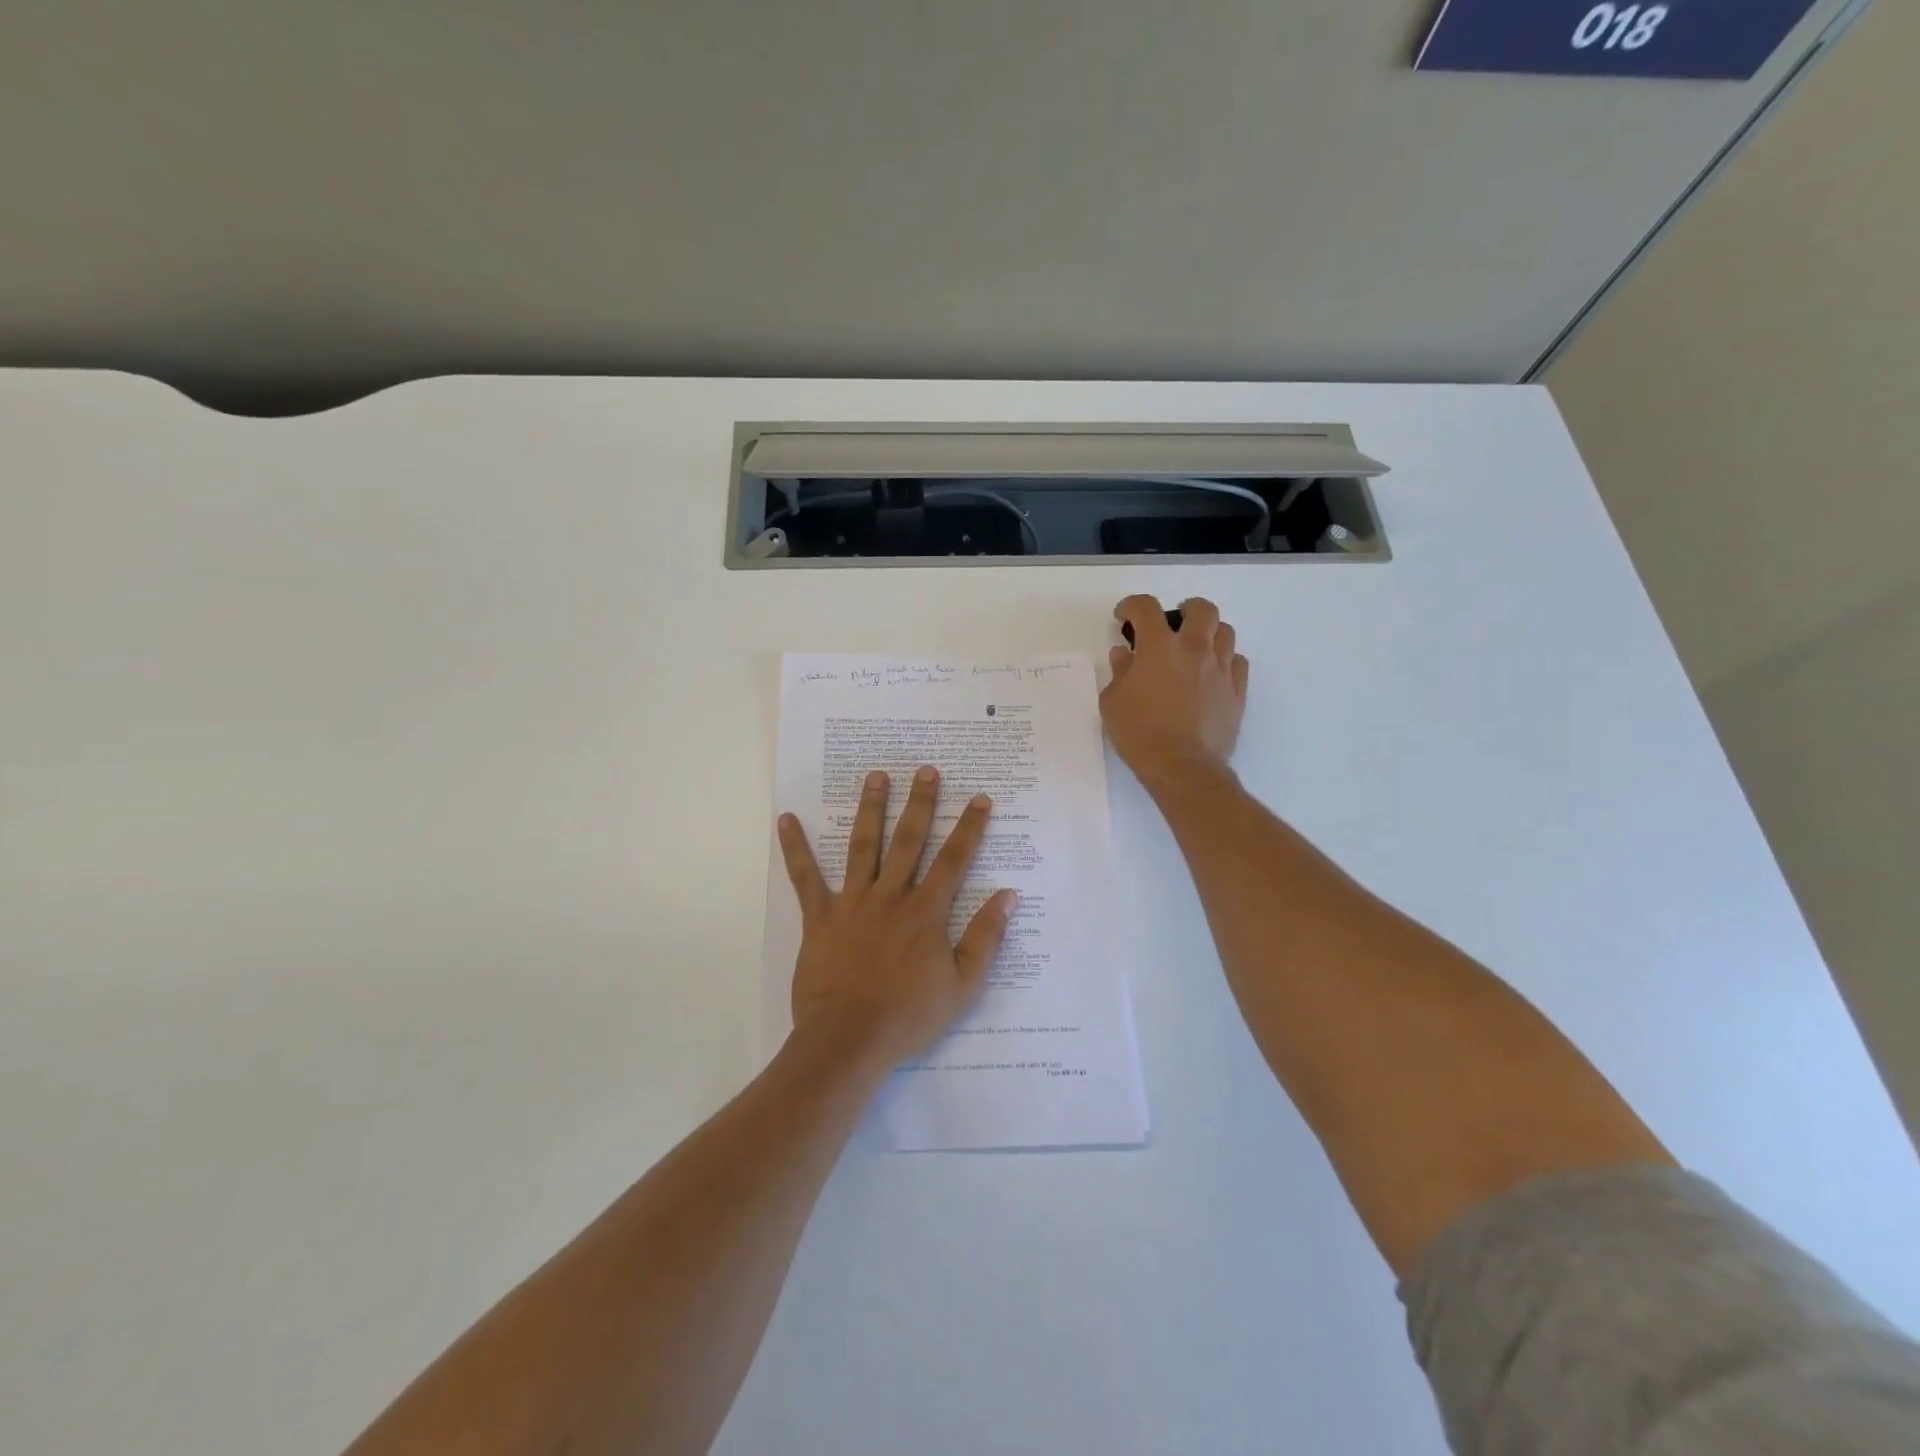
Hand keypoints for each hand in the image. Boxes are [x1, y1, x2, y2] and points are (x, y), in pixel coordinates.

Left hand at [777, 765, 1016, 1069]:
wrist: (850, 1040)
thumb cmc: (909, 1016)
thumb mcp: (963, 985)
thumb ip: (986, 937)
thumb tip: (1008, 895)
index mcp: (926, 911)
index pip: (954, 860)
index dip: (969, 828)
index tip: (979, 799)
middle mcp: (891, 896)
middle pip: (909, 840)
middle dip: (921, 803)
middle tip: (927, 770)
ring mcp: (853, 902)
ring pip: (864, 845)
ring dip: (871, 808)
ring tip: (877, 775)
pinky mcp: (820, 916)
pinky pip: (805, 877)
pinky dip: (795, 847)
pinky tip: (787, 819)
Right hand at [1103, 595, 1248, 786]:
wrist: (1182, 766)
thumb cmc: (1139, 733)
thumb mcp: (1113, 702)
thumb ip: (1119, 672)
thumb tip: (1125, 654)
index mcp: (1158, 647)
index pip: (1146, 608)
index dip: (1132, 606)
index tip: (1124, 617)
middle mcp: (1194, 649)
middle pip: (1201, 610)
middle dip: (1186, 609)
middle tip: (1174, 622)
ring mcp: (1220, 669)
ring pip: (1225, 632)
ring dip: (1209, 633)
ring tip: (1196, 647)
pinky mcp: (1237, 692)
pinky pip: (1237, 662)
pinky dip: (1225, 660)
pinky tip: (1212, 674)